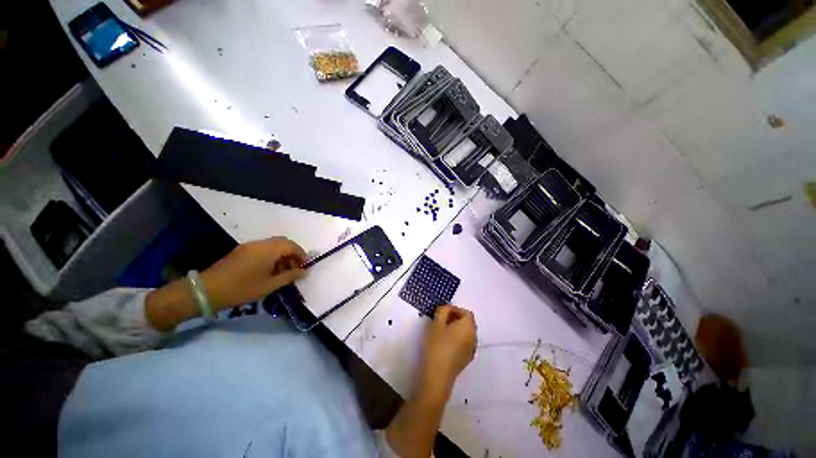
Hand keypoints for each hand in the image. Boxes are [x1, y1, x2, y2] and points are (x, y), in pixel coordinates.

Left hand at [199, 237, 307, 310]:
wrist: (206, 290)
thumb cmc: (242, 288)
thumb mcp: (269, 285)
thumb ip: (290, 276)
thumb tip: (305, 272)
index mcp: (268, 249)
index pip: (291, 245)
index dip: (301, 254)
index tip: (305, 266)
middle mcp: (260, 243)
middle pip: (283, 243)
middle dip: (292, 254)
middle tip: (295, 268)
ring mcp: (249, 246)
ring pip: (272, 245)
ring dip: (281, 255)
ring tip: (283, 272)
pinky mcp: (241, 251)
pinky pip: (262, 249)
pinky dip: (271, 256)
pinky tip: (269, 270)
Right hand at [422, 305, 476, 387]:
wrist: (438, 374)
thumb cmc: (437, 345)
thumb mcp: (436, 323)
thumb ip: (443, 310)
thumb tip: (448, 308)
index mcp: (468, 326)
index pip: (466, 312)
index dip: (455, 310)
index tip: (443, 313)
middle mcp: (474, 336)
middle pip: (468, 322)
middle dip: (456, 318)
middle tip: (441, 321)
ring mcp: (472, 348)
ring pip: (466, 332)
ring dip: (457, 328)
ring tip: (442, 332)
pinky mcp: (467, 358)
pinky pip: (465, 342)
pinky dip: (458, 339)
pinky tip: (446, 344)